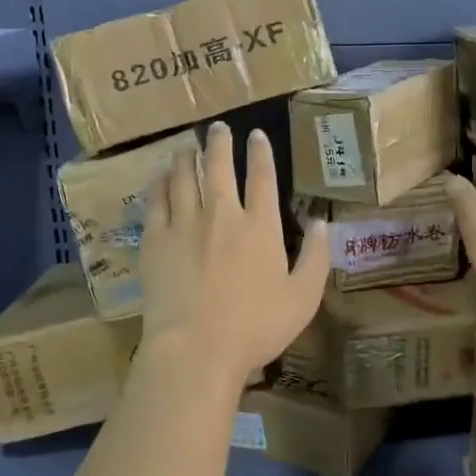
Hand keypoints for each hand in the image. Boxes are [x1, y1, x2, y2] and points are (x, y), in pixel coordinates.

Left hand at [139, 121, 329, 386]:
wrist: (195, 348)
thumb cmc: (255, 327)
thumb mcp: (302, 298)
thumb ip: (315, 257)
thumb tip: (321, 222)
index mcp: (260, 227)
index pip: (262, 178)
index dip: (261, 153)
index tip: (256, 135)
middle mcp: (222, 214)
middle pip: (219, 166)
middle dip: (219, 142)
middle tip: (217, 127)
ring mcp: (185, 224)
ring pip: (185, 176)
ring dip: (187, 156)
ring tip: (186, 146)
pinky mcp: (155, 239)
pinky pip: (156, 200)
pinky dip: (160, 183)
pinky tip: (160, 177)